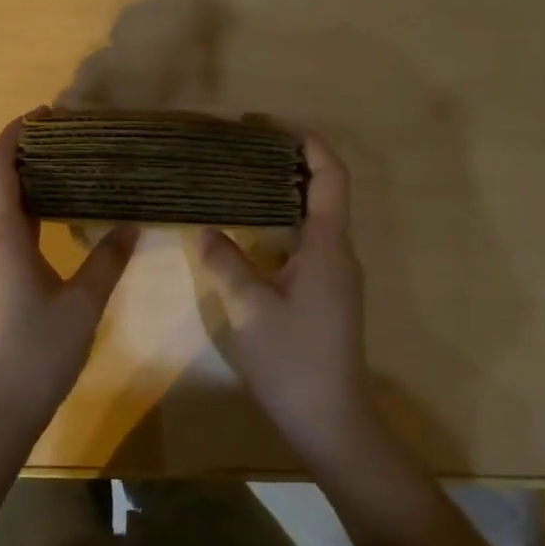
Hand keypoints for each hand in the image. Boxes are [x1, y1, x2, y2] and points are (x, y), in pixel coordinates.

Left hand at [0, 116, 138, 431]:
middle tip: (73, 142)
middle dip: (29, 156)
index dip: (16, 133)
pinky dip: (26, 215)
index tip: (45, 113)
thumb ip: (107, 258)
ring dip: (28, 187)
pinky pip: (1, 234)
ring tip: (72, 175)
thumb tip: (131, 225)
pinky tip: (57, 223)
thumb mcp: (83, 302)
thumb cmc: (39, 350)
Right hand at [197, 133, 374, 460]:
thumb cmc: (294, 361)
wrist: (332, 421)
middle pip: (323, 189)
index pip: (330, 176)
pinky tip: (248, 230)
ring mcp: (335, 274)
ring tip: (238, 179)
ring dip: (282, 191)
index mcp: (327, 246)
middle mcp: (339, 252)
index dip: (307, 141)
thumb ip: (226, 264)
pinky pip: (306, 241)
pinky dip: (280, 222)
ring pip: (313, 216)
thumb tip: (206, 229)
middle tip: (241, 147)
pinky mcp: (327, 293)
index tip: (268, 124)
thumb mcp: (249, 310)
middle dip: (287, 160)